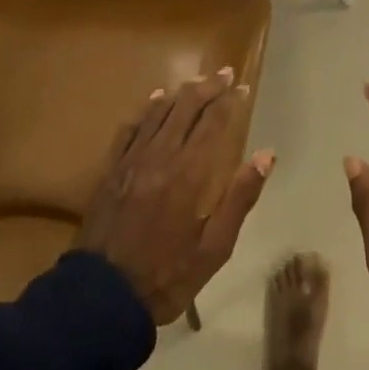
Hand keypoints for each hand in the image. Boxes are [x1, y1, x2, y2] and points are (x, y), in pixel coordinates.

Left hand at [76, 69, 273, 324]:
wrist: (102, 296)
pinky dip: (147, 110)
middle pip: (186, 108)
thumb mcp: (214, 248)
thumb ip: (240, 197)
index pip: (214, 123)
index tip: (243, 87)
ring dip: (180, 93)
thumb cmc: (167, 276)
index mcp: (189, 173)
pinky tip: (156, 100)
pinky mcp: (111, 169)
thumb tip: (266, 155)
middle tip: (225, 73)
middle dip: (208, 87)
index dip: (229, 101)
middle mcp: (161, 155)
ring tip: (197, 81)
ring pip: (159, 112)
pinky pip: (131, 128)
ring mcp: (132, 159)